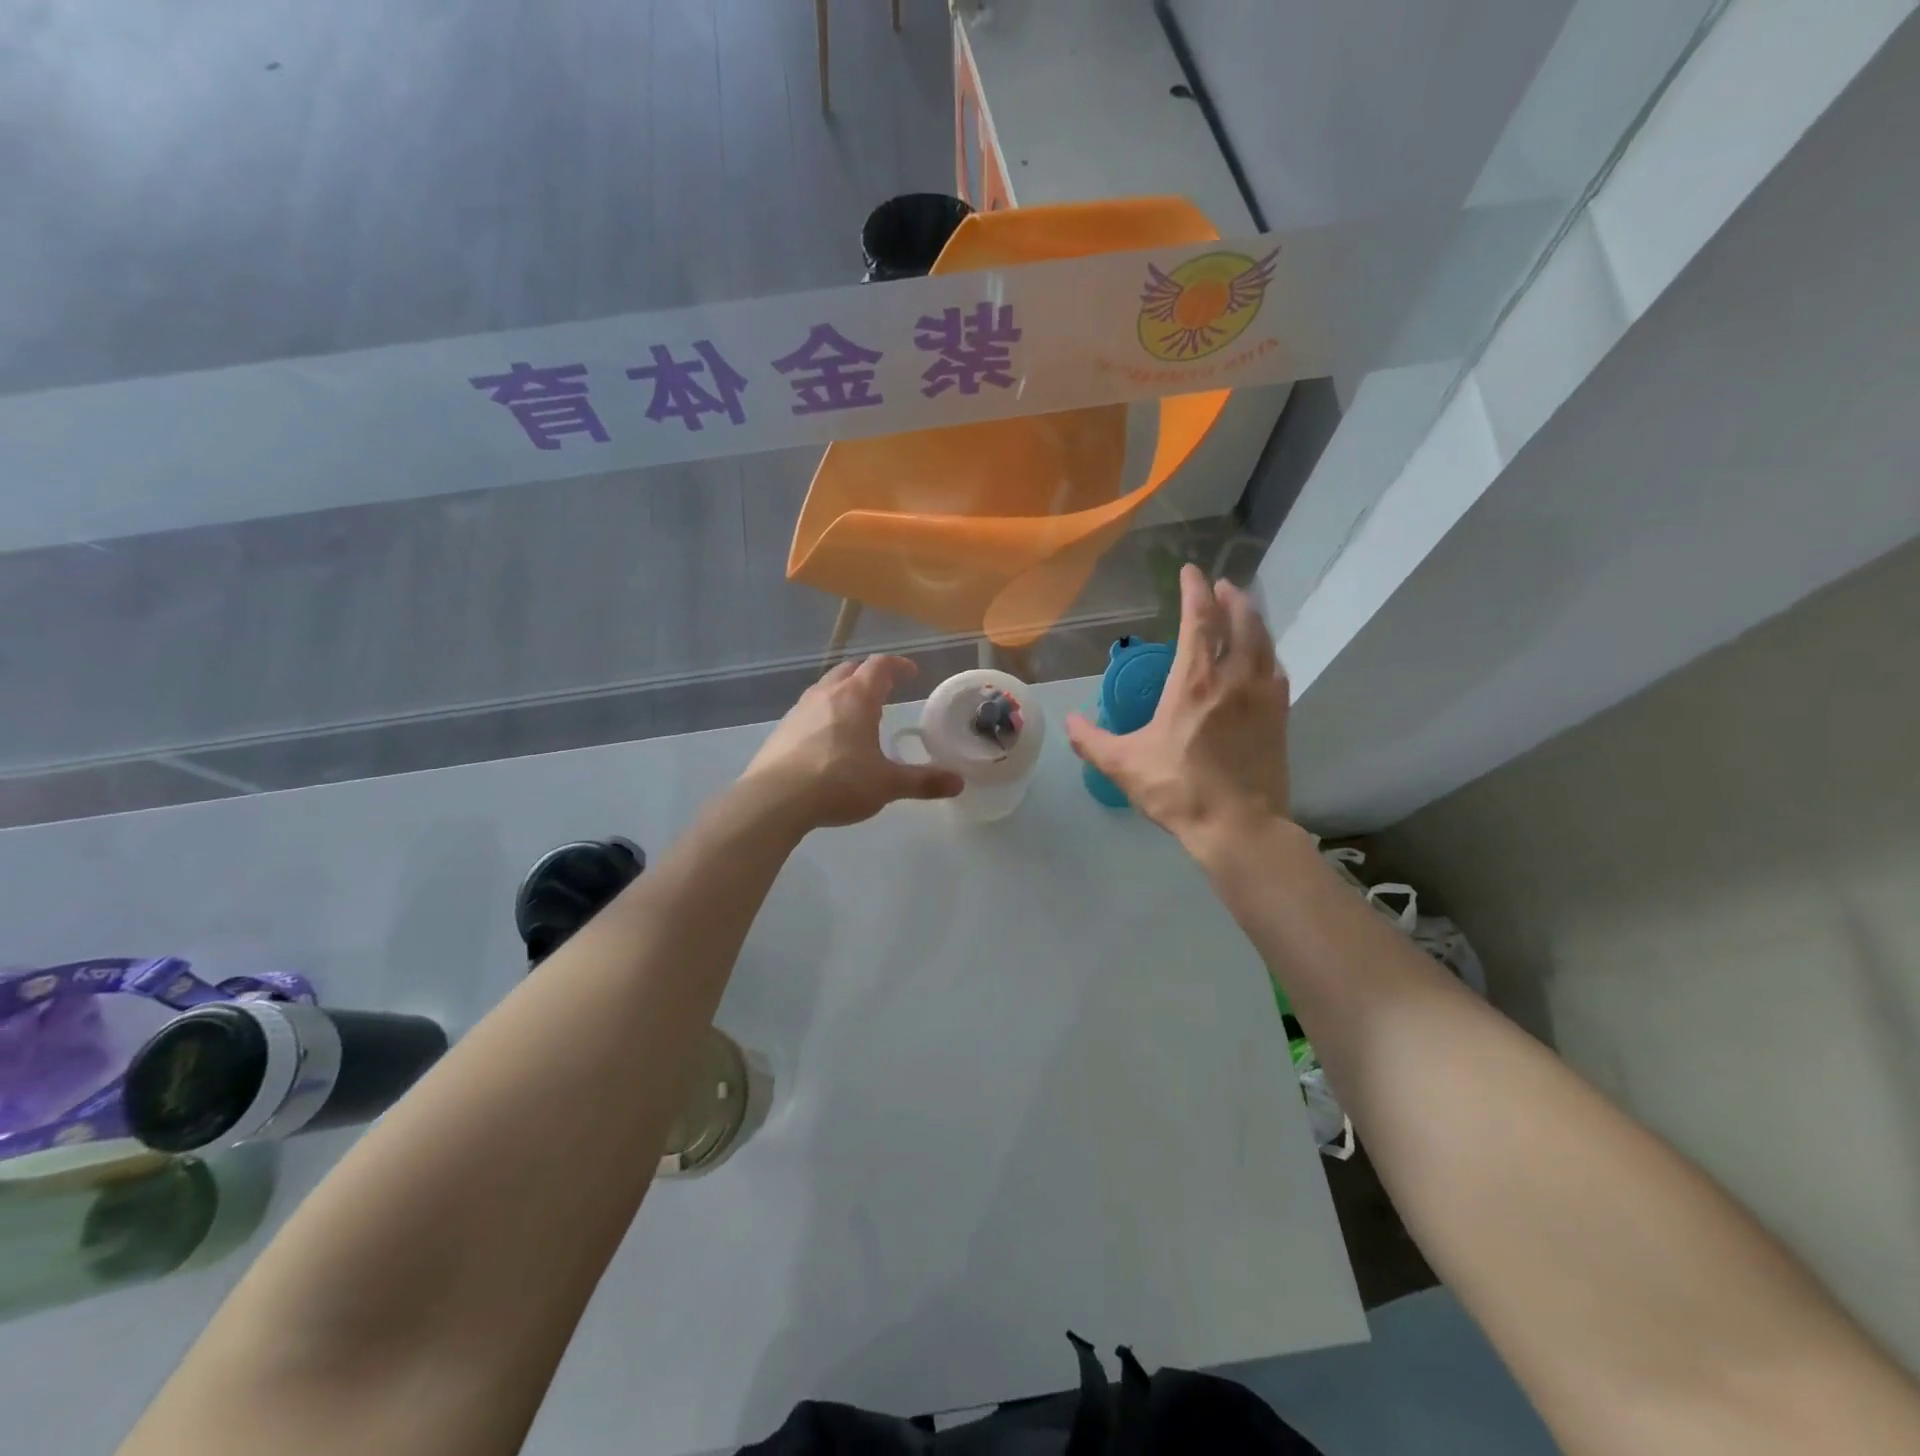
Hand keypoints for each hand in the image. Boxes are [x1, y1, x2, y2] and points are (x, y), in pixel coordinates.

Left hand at [742, 656, 964, 830]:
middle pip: (850, 670)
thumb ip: (923, 782)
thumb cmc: (838, 782)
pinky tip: (828, 740)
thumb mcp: (887, 785)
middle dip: (869, 674)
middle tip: (884, 689)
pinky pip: (809, 711)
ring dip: (844, 693)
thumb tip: (958, 783)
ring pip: (826, 688)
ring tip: (857, 714)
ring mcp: (799, 710)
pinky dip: (824, 714)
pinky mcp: (781, 730)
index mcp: (856, 698)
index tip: (911, 673)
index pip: (880, 666)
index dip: (898, 666)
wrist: (774, 800)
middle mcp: (827, 694)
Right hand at [1065, 565, 1291, 852]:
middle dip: (1229, 598)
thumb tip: (1068, 720)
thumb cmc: (1178, 790)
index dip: (1194, 591)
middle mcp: (1233, 678)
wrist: (1238, 826)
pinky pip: (1277, 670)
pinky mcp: (1280, 717)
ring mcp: (1263, 696)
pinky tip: (1263, 657)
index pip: (1199, 621)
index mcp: (1195, 683)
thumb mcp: (1123, 765)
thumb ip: (1091, 740)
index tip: (1190, 571)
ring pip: (1263, 642)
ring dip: (1252, 619)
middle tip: (1220, 586)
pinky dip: (1267, 653)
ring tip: (1242, 609)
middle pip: (1239, 622)